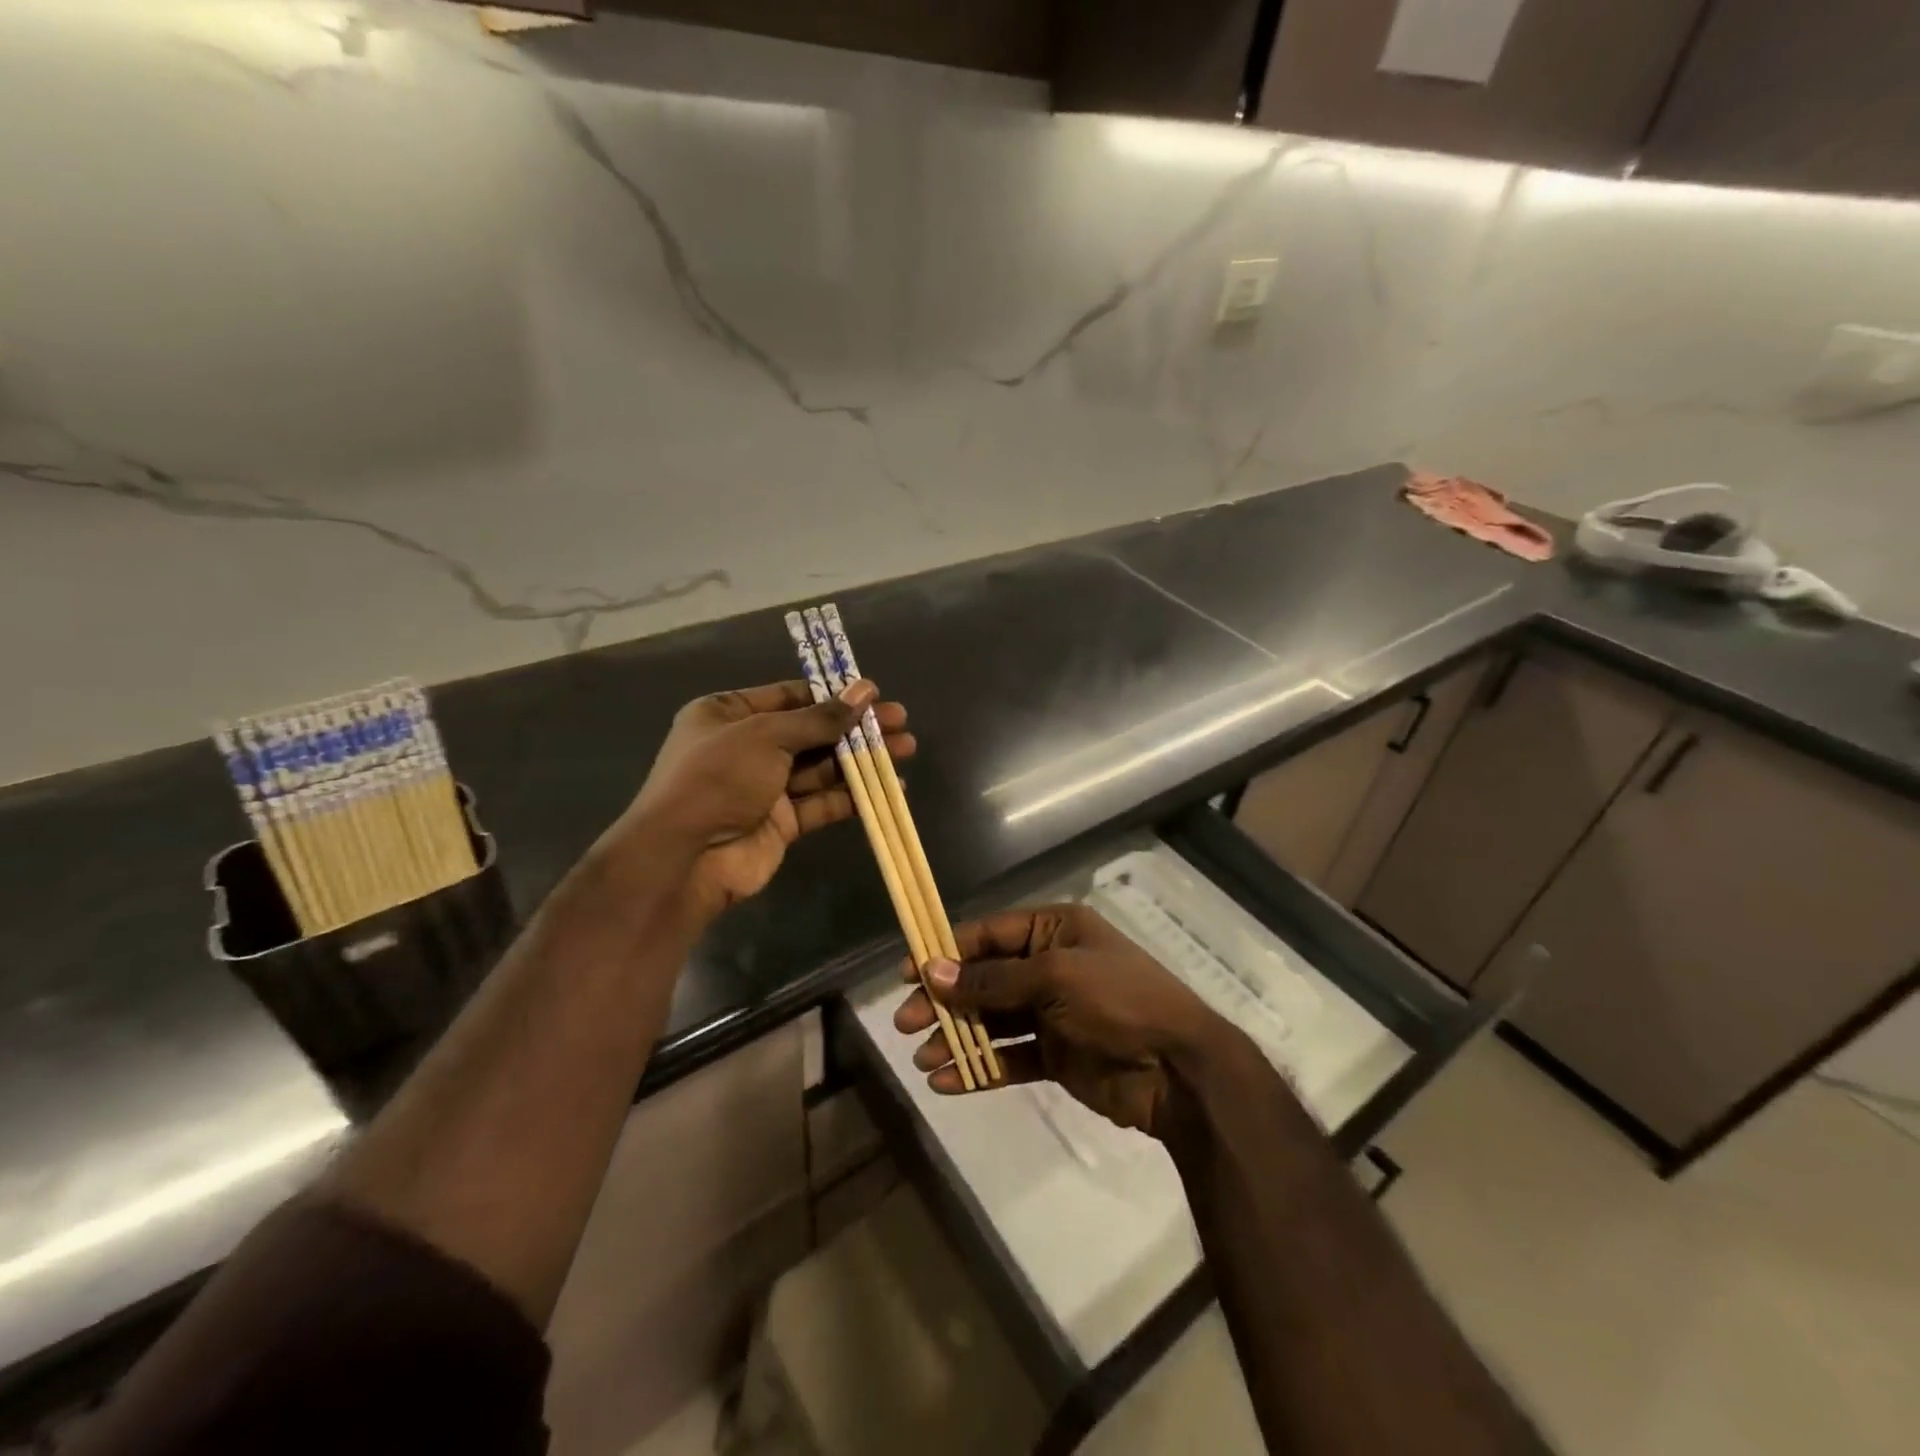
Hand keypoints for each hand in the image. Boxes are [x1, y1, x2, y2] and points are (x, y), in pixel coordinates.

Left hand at [612, 679, 913, 920]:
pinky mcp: (782, 822)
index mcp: (728, 714)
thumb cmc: (718, 777)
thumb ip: (820, 718)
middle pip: (811, 731)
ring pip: (822, 767)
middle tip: (900, 721)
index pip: (789, 696)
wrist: (686, 858)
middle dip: (855, 727)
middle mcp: (747, 746)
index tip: (873, 693)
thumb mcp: (767, 735)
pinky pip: (822, 802)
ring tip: (906, 749)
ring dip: (861, 759)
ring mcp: (765, 786)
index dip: (832, 694)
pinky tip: (889, 788)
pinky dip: (853, 795)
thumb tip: (865, 690)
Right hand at [893, 904, 1223, 1138]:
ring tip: (920, 1058)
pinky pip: (1008, 1057)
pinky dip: (979, 1068)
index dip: (946, 951)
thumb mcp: (1054, 978)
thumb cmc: (1118, 1002)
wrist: (1179, 1070)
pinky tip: (947, 1083)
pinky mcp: (1054, 1054)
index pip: (988, 934)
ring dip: (956, 1037)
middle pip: (983, 979)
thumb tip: (933, 972)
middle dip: (944, 1000)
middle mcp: (1048, 965)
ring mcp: (1051, 1012)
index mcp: (1053, 931)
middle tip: (904, 1023)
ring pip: (991, 1020)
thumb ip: (992, 980)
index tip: (907, 973)